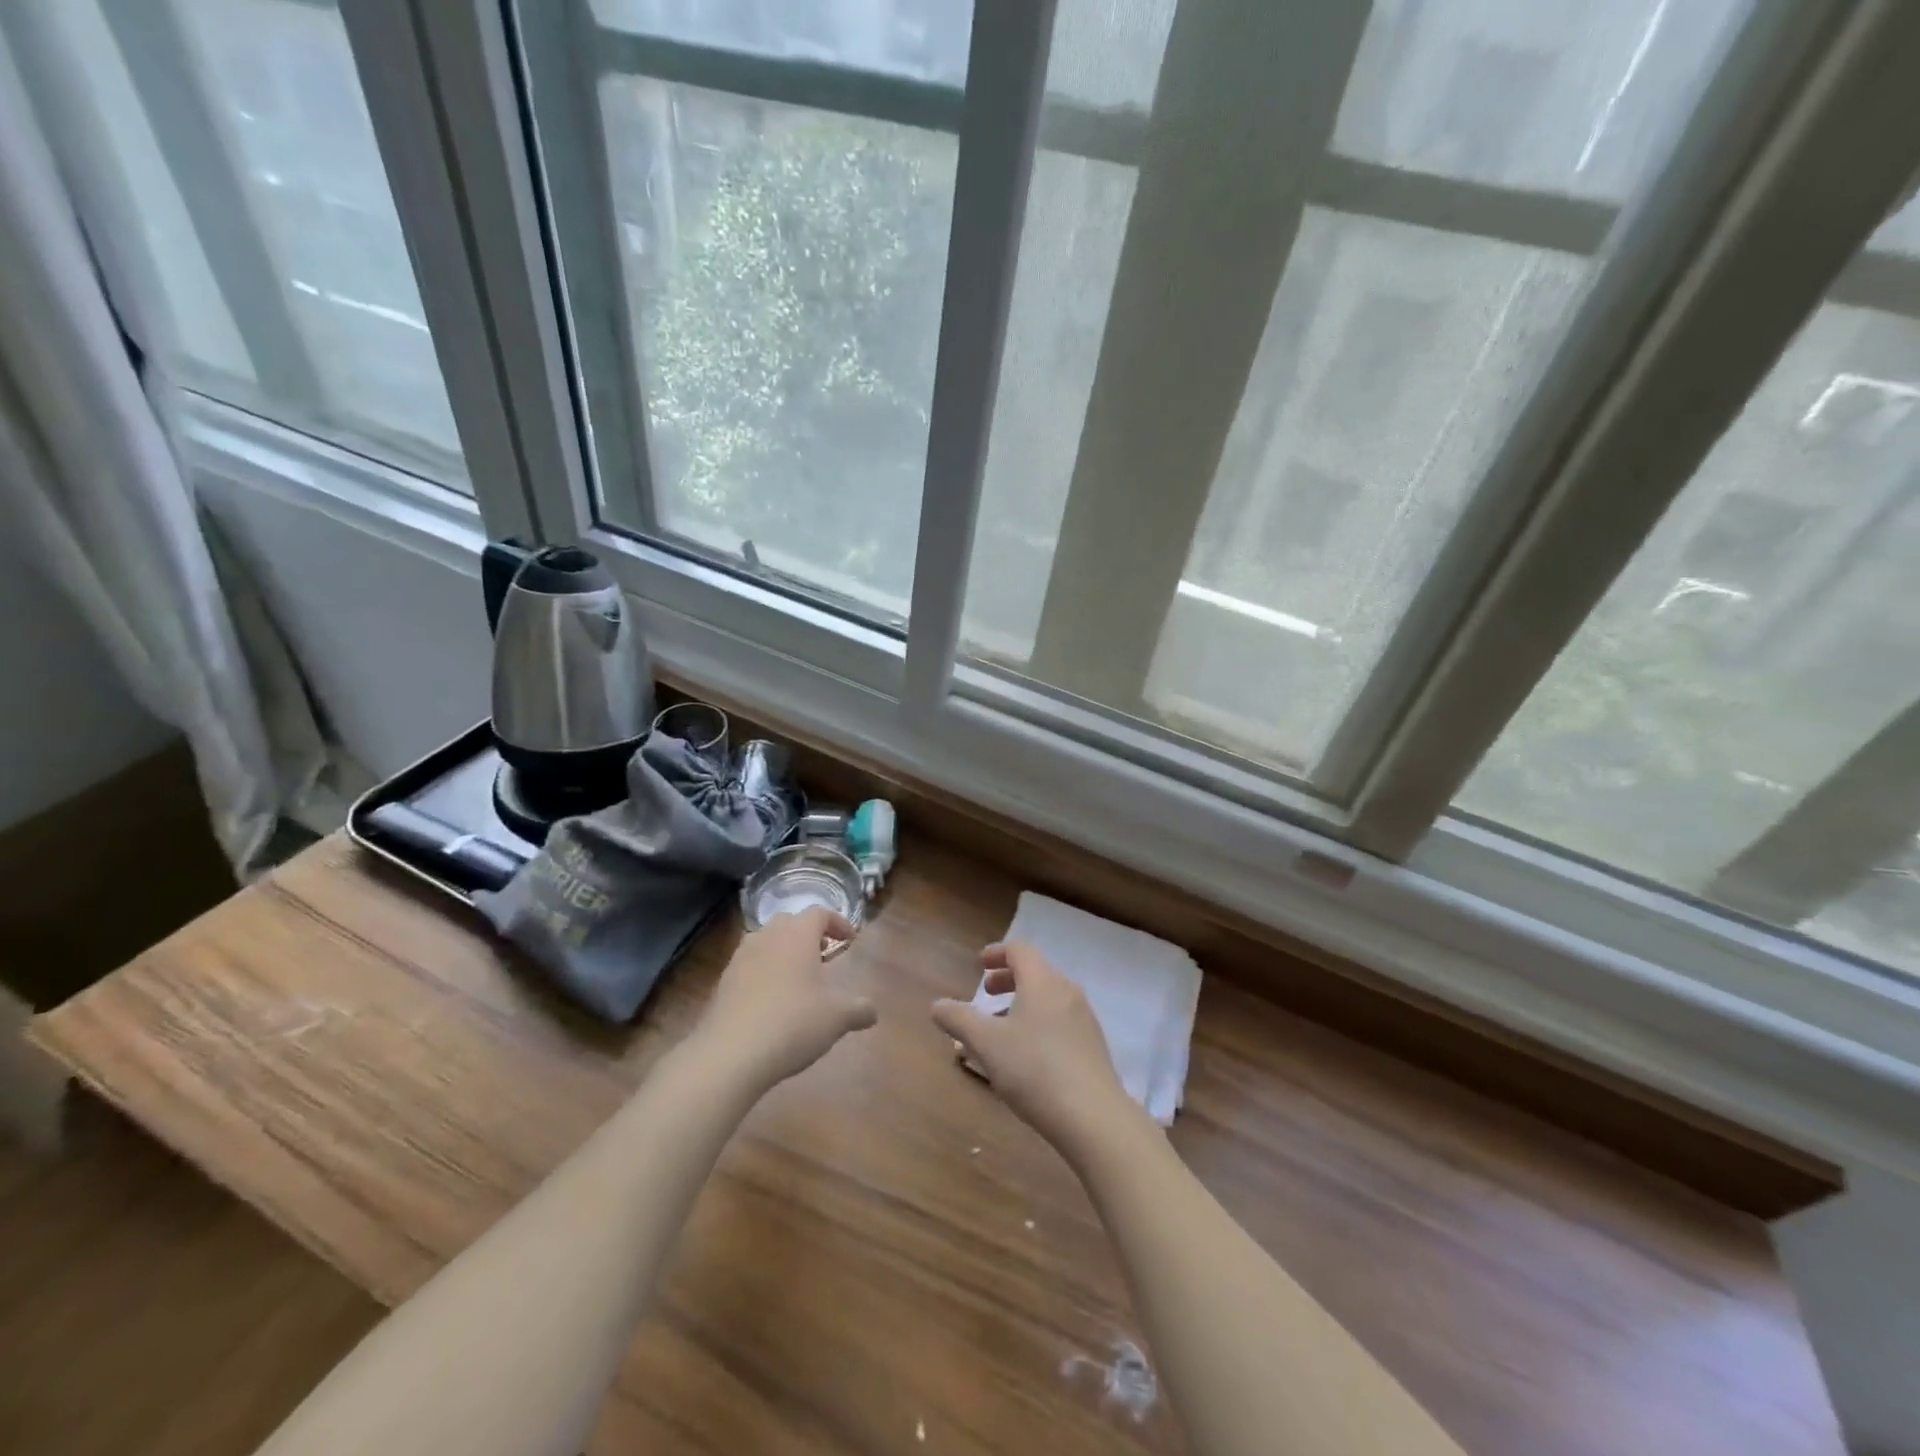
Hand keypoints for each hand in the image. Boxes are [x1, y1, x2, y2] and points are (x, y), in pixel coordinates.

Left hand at [697, 908, 876, 1088]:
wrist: (730, 1054)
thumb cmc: (793, 1023)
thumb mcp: (837, 1018)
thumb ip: (859, 1009)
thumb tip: (872, 1011)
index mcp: (797, 935)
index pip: (820, 913)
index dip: (838, 923)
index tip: (850, 939)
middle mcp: (767, 937)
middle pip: (790, 922)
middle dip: (809, 934)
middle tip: (824, 954)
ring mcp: (740, 958)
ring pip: (766, 942)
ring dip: (784, 951)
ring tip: (798, 977)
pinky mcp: (723, 982)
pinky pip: (749, 965)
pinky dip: (764, 972)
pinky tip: (772, 1000)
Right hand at [932, 943, 1131, 1155]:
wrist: (1093, 1117)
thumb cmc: (1034, 1070)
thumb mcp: (987, 1044)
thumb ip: (959, 1020)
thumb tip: (937, 1005)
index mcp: (1042, 982)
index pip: (1020, 951)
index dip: (998, 953)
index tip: (980, 964)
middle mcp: (1067, 992)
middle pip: (1036, 972)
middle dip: (1008, 979)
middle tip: (987, 993)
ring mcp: (1084, 1018)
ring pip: (1048, 998)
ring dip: (1023, 1003)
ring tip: (1001, 1028)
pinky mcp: (1093, 1045)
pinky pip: (1060, 1019)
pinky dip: (1039, 1021)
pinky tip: (1027, 1054)